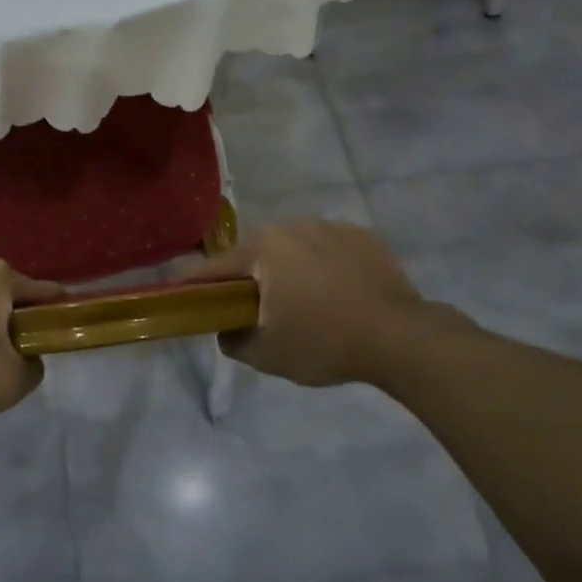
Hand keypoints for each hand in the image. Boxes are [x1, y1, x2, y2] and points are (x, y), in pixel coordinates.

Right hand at [184, 220, 462, 387]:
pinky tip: (339, 294)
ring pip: (294, 248)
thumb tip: (225, 329)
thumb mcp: (267, 355)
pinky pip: (329, 249)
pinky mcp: (362, 236)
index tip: (180, 292)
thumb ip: (233, 340)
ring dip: (290, 270)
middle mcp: (291, 226)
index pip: (215, 266)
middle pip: (257, 254)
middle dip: (252, 278)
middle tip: (258, 310)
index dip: (195, 283)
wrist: (402, 337)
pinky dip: (326, 266)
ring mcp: (330, 227)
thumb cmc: (325, 343)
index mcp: (263, 248)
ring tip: (306, 303)